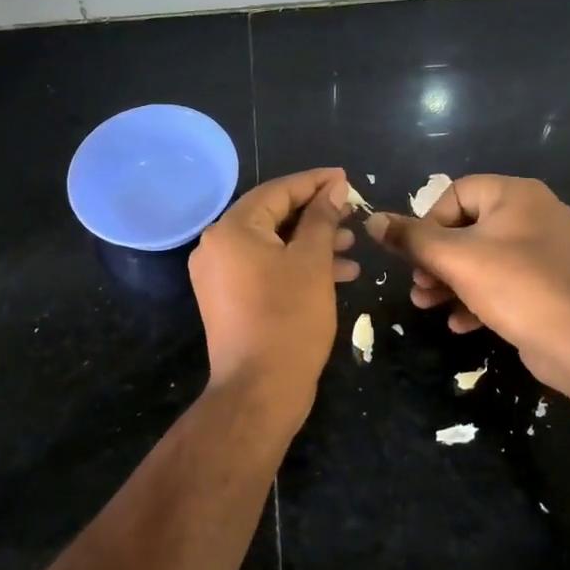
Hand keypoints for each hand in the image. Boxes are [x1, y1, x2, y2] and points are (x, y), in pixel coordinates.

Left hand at [190, 168, 358, 416]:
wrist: (259, 390)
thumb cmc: (288, 319)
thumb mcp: (312, 262)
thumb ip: (322, 219)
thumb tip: (334, 187)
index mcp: (231, 229)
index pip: (277, 191)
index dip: (314, 183)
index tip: (345, 178)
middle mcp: (217, 246)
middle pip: (272, 216)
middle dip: (316, 215)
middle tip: (352, 213)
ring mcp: (218, 275)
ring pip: (271, 245)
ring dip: (311, 243)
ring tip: (351, 246)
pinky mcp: (227, 299)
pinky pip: (264, 268)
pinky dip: (295, 266)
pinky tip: (336, 274)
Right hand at [366, 176, 569, 388]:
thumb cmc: (515, 286)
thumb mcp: (453, 259)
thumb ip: (410, 238)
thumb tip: (372, 221)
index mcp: (515, 195)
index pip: (455, 194)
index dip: (428, 223)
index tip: (416, 255)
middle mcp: (534, 214)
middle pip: (466, 228)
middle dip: (435, 260)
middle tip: (418, 285)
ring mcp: (545, 251)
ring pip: (482, 258)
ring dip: (450, 281)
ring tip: (427, 305)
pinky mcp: (549, 284)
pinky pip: (504, 282)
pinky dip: (478, 298)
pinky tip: (460, 323)